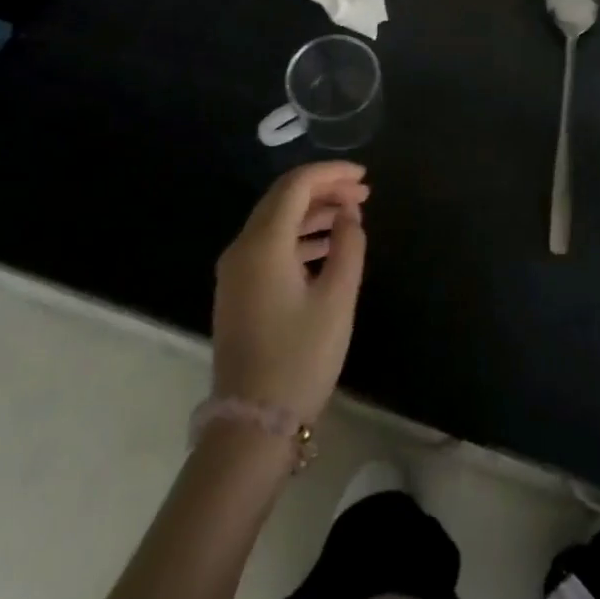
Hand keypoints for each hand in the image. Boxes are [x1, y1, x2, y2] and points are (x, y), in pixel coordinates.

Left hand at [213, 161, 369, 422]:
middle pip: (283, 198)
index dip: (331, 173)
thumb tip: (349, 216)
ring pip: (276, 220)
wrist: (253, 425)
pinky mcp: (237, 290)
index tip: (364, 177)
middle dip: (324, 189)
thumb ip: (348, 246)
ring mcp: (235, 270)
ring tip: (352, 216)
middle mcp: (242, 247)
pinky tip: (327, 246)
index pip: (296, 185)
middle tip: (363, 194)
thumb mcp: (337, 299)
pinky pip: (269, 244)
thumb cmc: (300, 358)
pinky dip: (299, 235)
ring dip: (313, 211)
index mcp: (263, 243)